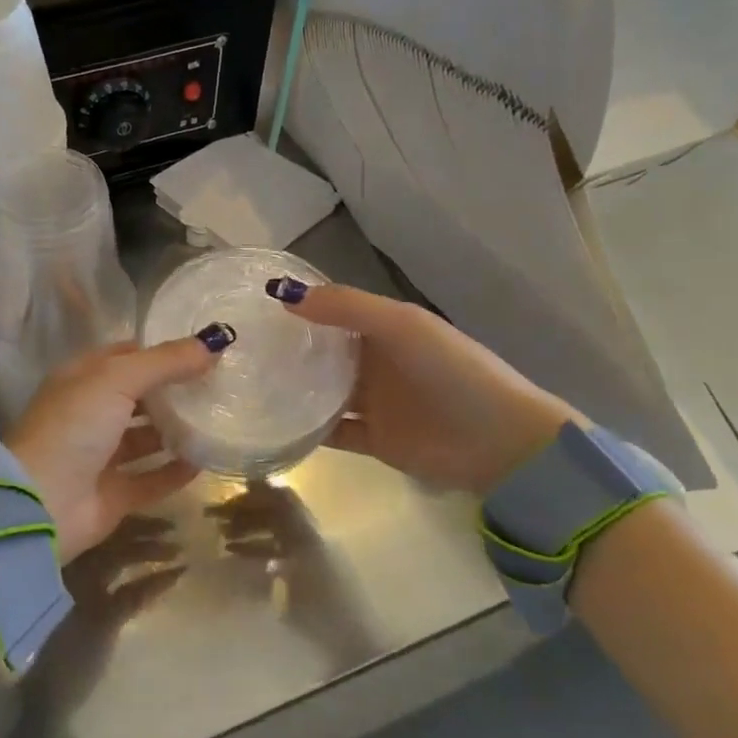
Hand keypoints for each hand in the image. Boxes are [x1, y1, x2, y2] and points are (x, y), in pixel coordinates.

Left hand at [4, 335, 223, 560]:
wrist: (41, 504)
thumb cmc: (73, 427)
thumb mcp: (117, 379)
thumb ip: (166, 361)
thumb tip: (215, 342)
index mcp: (82, 380)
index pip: (126, 356)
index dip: (161, 351)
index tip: (203, 351)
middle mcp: (89, 414)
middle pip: (139, 396)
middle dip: (174, 391)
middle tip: (219, 386)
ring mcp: (99, 456)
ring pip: (145, 438)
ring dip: (177, 430)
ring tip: (218, 421)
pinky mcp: (112, 495)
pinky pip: (151, 479)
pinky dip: (175, 471)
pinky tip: (205, 461)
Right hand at [268, 279, 576, 495]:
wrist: (501, 442)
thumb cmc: (452, 371)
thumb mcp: (402, 325)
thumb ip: (346, 307)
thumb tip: (282, 295)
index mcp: (384, 328)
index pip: (332, 311)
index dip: (297, 306)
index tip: (249, 307)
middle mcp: (374, 362)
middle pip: (322, 352)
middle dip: (287, 349)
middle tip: (236, 349)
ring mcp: (373, 402)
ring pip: (321, 392)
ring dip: (292, 389)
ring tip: (244, 386)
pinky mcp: (373, 440)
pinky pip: (331, 432)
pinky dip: (306, 430)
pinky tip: (272, 426)